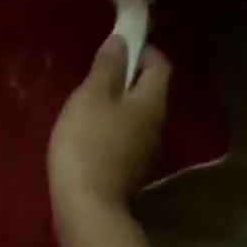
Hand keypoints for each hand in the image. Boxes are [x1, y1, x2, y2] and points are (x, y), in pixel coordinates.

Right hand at [48, 37, 170, 226]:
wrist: (86, 205)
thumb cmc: (87, 142)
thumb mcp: (91, 97)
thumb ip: (108, 67)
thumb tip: (123, 41)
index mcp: (152, 101)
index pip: (160, 64)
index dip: (142, 51)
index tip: (115, 49)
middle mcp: (158, 124)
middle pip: (149, 90)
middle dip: (126, 77)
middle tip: (94, 76)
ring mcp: (147, 150)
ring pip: (137, 114)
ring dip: (117, 104)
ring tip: (86, 104)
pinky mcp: (131, 168)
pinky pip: (126, 135)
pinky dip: (111, 127)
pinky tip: (87, 133)